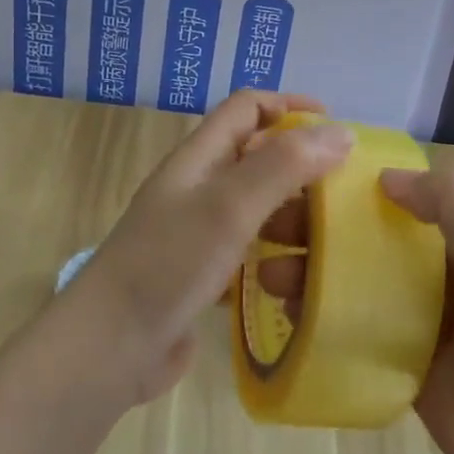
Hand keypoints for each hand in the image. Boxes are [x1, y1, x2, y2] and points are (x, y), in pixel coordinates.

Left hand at [66, 91, 353, 406]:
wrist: (110, 347)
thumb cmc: (170, 263)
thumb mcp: (230, 205)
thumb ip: (285, 165)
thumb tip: (342, 132)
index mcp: (198, 158)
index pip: (247, 109)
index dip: (290, 107)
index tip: (337, 127)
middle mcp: (198, 188)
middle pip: (257, 159)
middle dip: (301, 169)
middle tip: (343, 195)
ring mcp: (197, 233)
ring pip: (257, 209)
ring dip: (291, 218)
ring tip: (328, 243)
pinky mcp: (202, 274)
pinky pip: (249, 252)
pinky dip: (275, 256)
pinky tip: (299, 276)